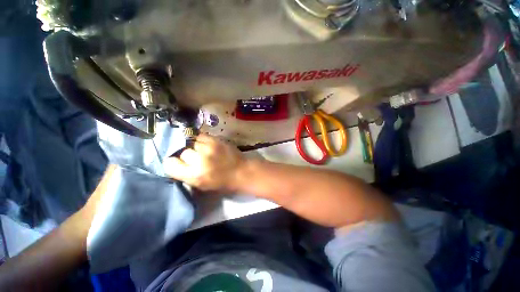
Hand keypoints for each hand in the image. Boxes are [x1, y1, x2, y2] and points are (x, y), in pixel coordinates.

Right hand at [163, 134, 243, 191]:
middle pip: (183, 152)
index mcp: (194, 176)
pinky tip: (208, 145)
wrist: (242, 171)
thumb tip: (176, 163)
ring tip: (205, 151)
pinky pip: (202, 136)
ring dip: (197, 147)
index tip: (179, 163)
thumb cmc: (223, 182)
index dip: (173, 163)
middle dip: (188, 156)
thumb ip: (186, 175)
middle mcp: (200, 161)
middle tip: (197, 159)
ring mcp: (209, 148)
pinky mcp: (217, 140)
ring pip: (192, 143)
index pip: (169, 164)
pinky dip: (203, 140)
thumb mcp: (202, 185)